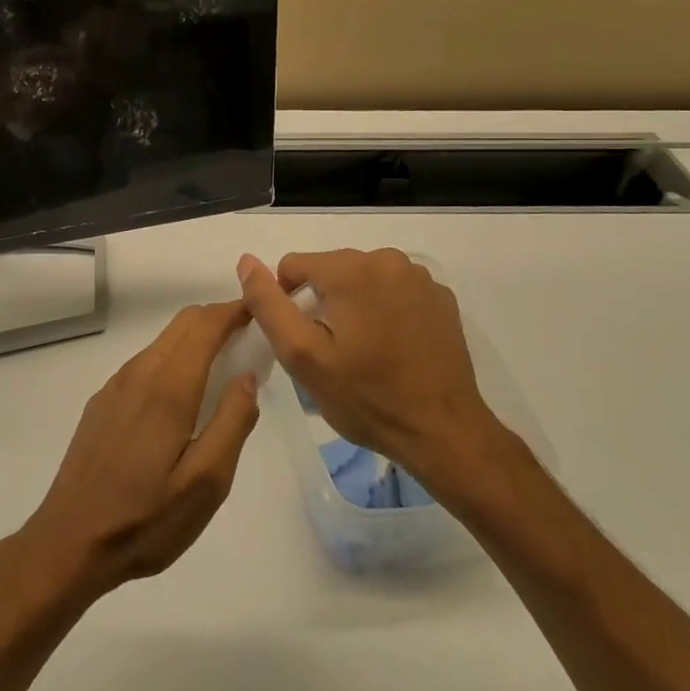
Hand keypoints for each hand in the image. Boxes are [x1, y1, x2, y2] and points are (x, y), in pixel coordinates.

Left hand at [17, 302, 261, 601]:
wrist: (70, 541)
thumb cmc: (147, 519)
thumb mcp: (207, 482)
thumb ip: (233, 422)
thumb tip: (247, 376)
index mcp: (169, 387)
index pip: (205, 325)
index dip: (234, 311)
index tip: (261, 313)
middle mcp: (139, 373)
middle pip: (182, 324)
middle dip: (217, 319)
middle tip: (249, 339)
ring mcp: (116, 386)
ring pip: (162, 341)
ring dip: (195, 339)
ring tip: (222, 366)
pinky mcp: (102, 402)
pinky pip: (145, 363)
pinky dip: (173, 359)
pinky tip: (182, 395)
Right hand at [237, 249, 511, 493]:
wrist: (442, 431)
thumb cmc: (366, 397)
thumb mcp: (302, 355)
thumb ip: (269, 304)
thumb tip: (246, 262)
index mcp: (350, 269)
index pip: (294, 265)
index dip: (287, 301)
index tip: (302, 340)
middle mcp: (387, 259)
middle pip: (331, 269)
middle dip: (322, 302)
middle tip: (332, 351)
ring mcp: (420, 277)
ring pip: (363, 279)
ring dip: (354, 304)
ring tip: (363, 351)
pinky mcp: (442, 297)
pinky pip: (395, 291)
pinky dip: (386, 309)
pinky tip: (393, 347)